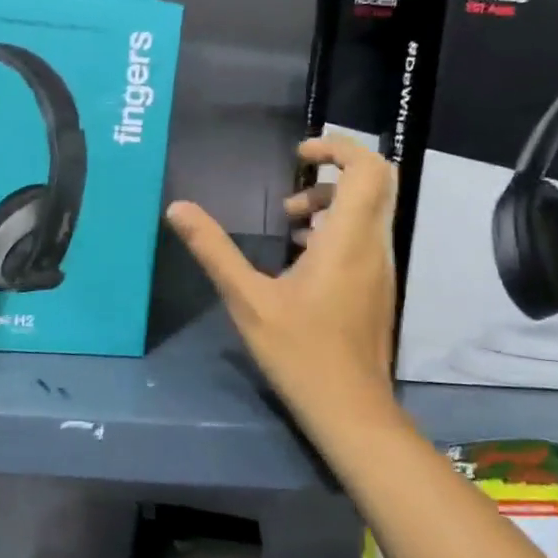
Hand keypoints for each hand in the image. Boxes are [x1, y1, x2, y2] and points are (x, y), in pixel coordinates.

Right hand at [166, 134, 399, 432]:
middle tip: (295, 184)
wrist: (351, 409)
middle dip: (336, 170)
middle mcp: (373, 245)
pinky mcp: (376, 287)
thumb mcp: (247, 300)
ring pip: (370, 211)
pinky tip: (298, 257)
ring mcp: (380, 267)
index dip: (339, 147)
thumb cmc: (300, 352)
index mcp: (348, 240)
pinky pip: (365, 236)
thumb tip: (177, 208)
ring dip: (332, 203)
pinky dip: (337, 228)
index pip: (368, 169)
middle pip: (377, 182)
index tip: (301, 153)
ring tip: (287, 224)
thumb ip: (213, 250)